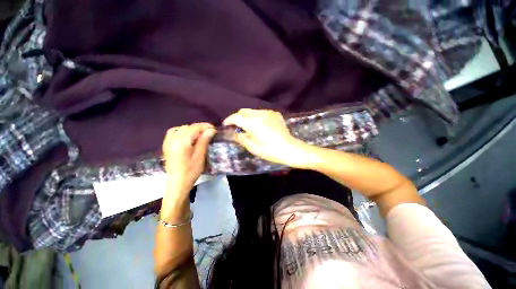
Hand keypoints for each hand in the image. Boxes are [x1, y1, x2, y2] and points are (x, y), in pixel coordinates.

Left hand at [162, 123, 215, 200]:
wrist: (177, 183)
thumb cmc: (191, 171)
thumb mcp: (200, 156)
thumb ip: (204, 141)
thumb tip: (211, 130)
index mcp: (181, 141)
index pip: (194, 128)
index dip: (205, 126)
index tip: (214, 129)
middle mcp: (173, 139)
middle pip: (188, 127)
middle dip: (199, 128)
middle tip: (209, 133)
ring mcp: (168, 142)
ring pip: (181, 129)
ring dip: (191, 130)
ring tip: (200, 135)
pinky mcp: (166, 145)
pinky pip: (173, 133)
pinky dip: (182, 131)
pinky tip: (187, 137)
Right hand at [223, 109, 308, 166]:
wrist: (289, 149)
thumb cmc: (269, 150)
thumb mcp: (252, 147)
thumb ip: (241, 137)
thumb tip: (235, 132)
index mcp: (253, 123)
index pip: (236, 117)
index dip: (229, 120)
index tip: (226, 125)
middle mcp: (260, 114)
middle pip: (244, 111)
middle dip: (238, 117)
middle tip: (237, 127)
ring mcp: (269, 112)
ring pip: (252, 111)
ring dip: (247, 117)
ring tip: (249, 127)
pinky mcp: (275, 114)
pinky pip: (261, 113)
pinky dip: (257, 117)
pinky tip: (260, 126)